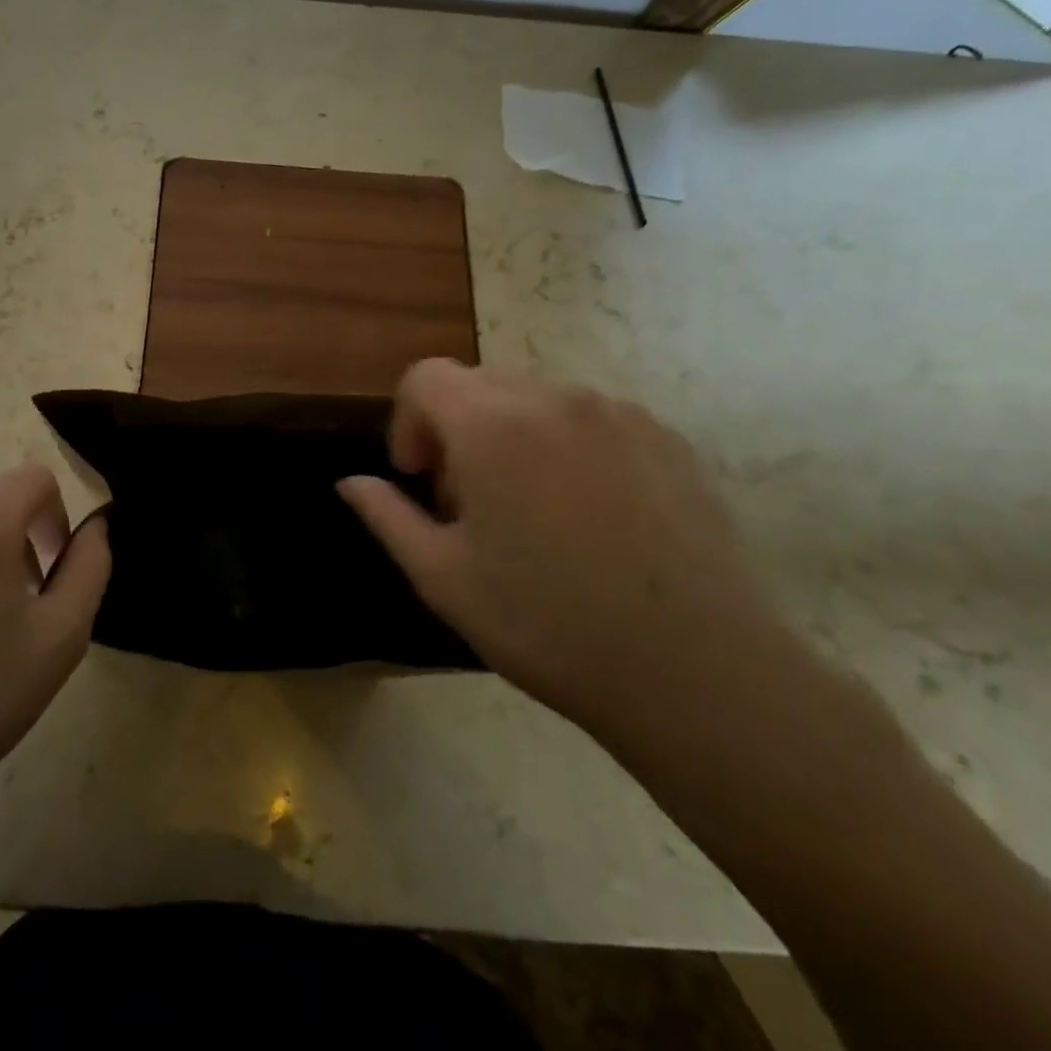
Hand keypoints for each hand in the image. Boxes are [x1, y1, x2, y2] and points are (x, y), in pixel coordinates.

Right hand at [339, 360, 788, 744]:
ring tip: (534, 515)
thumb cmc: (549, 625)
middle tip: (472, 507)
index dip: (408, 421)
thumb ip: (387, 516)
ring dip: (512, 439)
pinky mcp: (668, 438)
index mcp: (492, 425)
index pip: (425, 377)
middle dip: (457, 433)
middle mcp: (554, 398)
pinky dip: (568, 447)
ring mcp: (619, 414)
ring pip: (536, 401)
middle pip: (479, 386)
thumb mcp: (443, 578)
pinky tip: (593, 518)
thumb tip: (351, 481)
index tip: (423, 480)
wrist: (699, 672)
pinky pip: (593, 420)